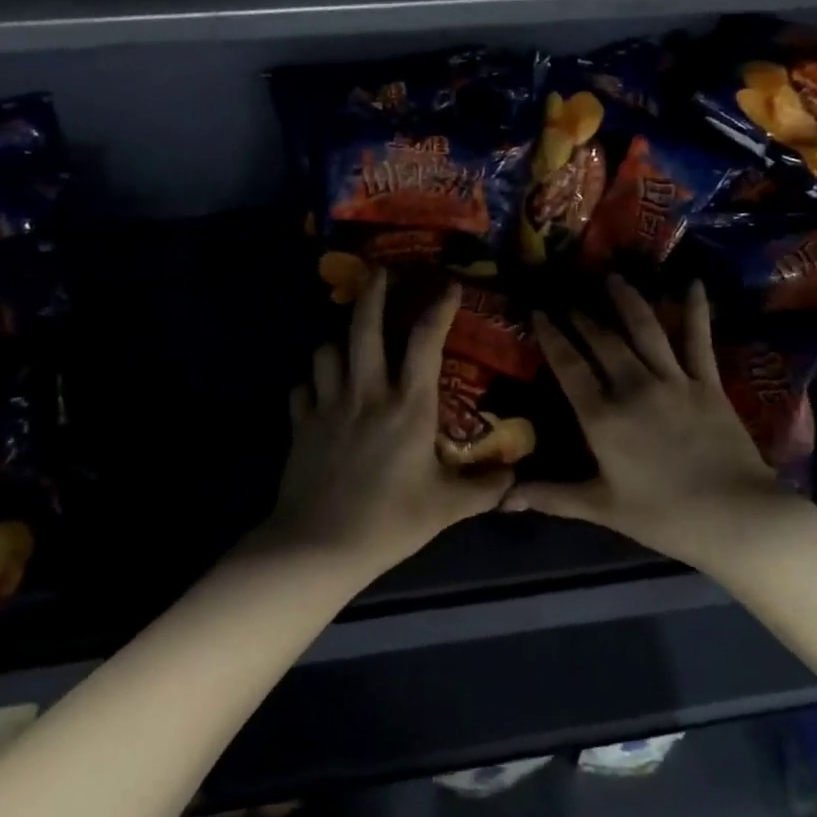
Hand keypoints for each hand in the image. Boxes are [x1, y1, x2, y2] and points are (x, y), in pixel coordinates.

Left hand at [269, 269, 514, 570]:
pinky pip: (302, 387)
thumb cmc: (390, 521)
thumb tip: (516, 479)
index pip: (425, 342)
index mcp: (408, 406)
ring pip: (326, 350)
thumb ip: (484, 490)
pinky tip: (318, 389)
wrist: (319, 544)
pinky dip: (311, 381)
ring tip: (347, 340)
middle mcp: (366, 392)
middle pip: (364, 327)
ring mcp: (328, 404)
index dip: (438, 308)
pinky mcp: (301, 422)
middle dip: (373, 293)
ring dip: (338, 339)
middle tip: (380, 272)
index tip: (448, 285)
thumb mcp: (446, 508)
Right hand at [504, 276, 805, 569]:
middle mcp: (633, 388)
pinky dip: (695, 310)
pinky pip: (698, 339)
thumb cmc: (664, 516)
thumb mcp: (602, 508)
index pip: (569, 367)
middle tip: (569, 297)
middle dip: (582, 316)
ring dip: (626, 301)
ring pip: (644, 330)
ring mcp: (673, 381)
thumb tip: (503, 500)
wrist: (736, 517)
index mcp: (602, 417)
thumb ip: (552, 496)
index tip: (539, 312)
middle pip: (602, 341)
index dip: (552, 337)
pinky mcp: (707, 382)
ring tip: (612, 278)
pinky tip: (693, 284)